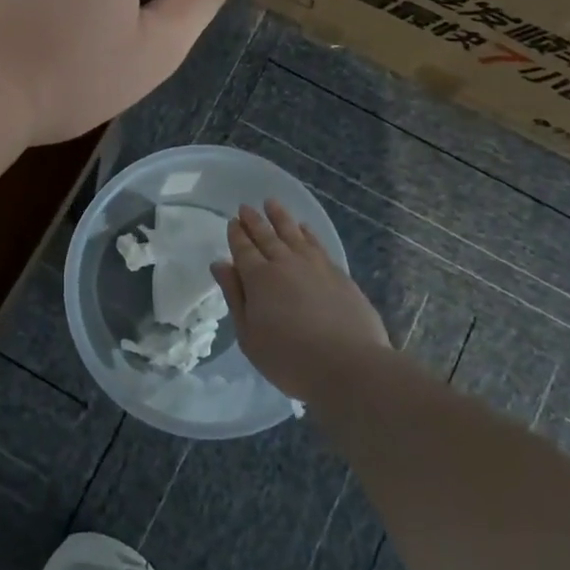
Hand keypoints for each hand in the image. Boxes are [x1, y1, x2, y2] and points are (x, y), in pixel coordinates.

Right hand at [214, 200, 390, 398]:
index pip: (243, 249)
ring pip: (293, 233)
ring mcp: (315, 266)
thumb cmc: (289, 358)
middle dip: (254, 221)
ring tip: (272, 203)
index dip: (236, 235)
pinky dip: (307, 233)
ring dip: (280, 217)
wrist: (348, 365)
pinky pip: (317, 244)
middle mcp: (285, 264)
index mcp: (258, 278)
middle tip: (246, 207)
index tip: (232, 221)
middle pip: (266, 236)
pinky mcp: (339, 274)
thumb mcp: (249, 335)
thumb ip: (234, 297)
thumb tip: (220, 264)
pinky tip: (304, 228)